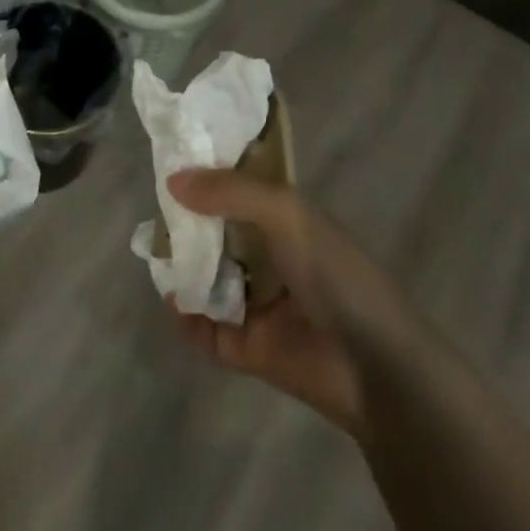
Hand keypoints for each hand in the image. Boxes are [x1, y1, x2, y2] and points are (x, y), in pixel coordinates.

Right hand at [165, 169, 419, 443]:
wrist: (375, 367)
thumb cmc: (334, 273)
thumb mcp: (286, 214)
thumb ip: (230, 192)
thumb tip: (173, 180)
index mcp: (284, 217)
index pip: (239, 187)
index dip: (208, 175)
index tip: (171, 163)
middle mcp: (269, 254)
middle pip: (218, 231)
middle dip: (188, 223)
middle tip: (154, 213)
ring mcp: (258, 301)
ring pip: (209, 277)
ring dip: (183, 267)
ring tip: (155, 255)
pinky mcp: (248, 347)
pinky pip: (207, 329)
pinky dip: (187, 317)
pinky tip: (173, 302)